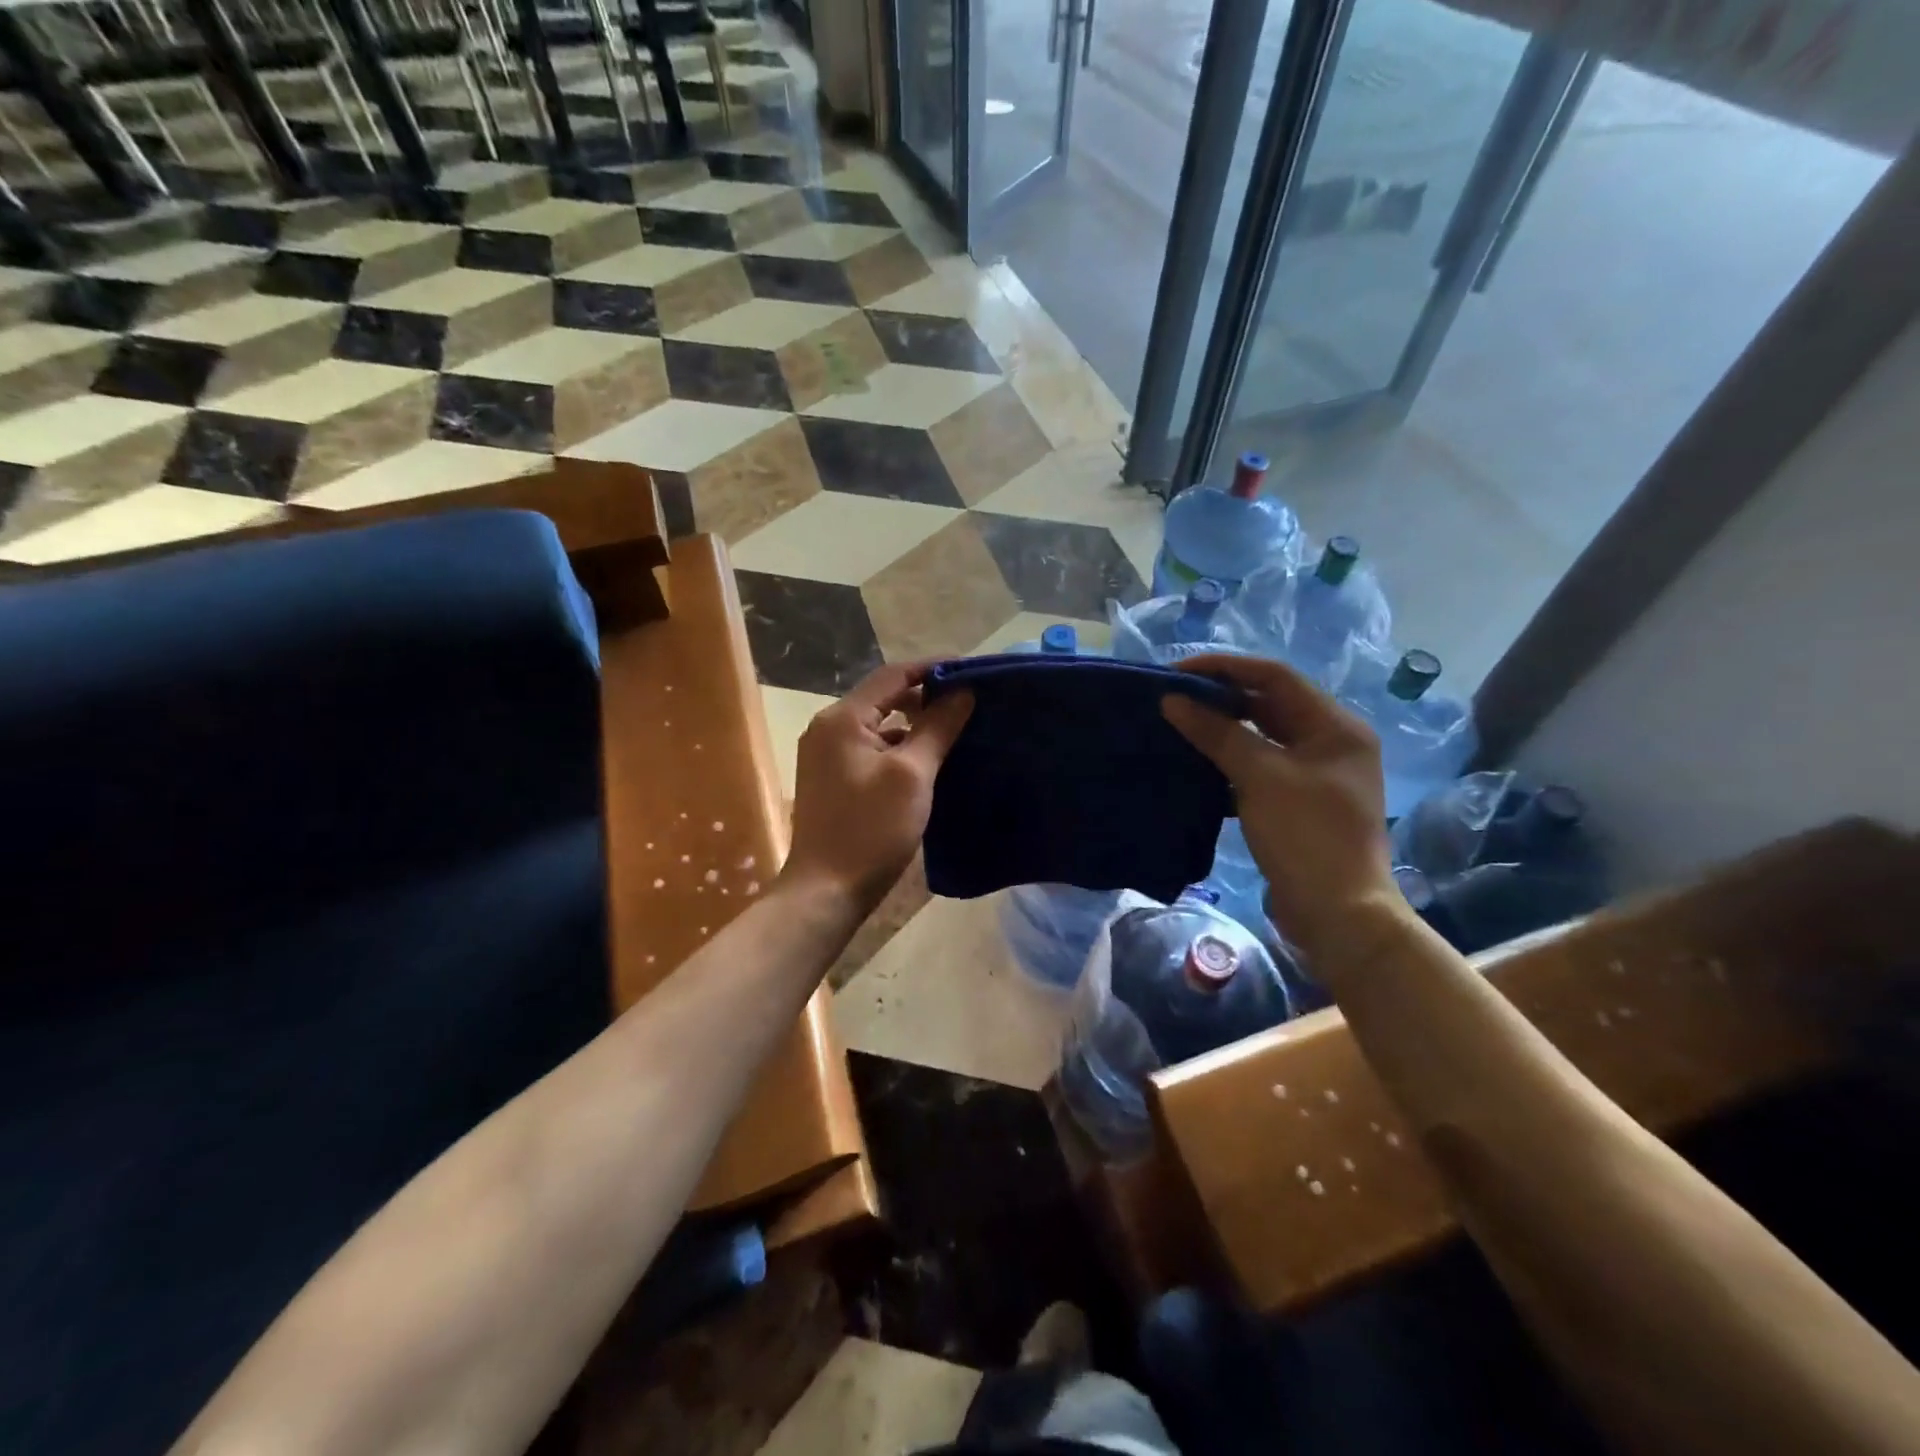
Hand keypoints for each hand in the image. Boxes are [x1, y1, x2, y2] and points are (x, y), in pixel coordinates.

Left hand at [782, 661, 973, 912]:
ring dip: (915, 724)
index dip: (934, 668)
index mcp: (842, 718)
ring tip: (956, 728)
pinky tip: (929, 761)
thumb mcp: (912, 775)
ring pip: (880, 726)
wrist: (827, 891)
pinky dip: (901, 748)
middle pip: (884, 698)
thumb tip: (962, 691)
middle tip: (969, 702)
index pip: (893, 675)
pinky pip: (872, 749)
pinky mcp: (834, 779)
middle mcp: (828, 728)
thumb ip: (937, 727)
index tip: (973, 670)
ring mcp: (827, 755)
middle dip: (926, 696)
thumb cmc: (870, 830)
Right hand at [1162, 654, 1399, 961]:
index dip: (1225, 668)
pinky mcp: (1299, 803)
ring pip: (1261, 738)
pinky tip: (1195, 767)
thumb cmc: (1306, 835)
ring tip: (1177, 726)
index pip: (1276, 677)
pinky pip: (1259, 768)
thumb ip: (1217, 733)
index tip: (1177, 671)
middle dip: (1221, 699)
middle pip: (1269, 705)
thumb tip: (1172, 700)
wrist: (1338, 914)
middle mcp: (1331, 743)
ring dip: (1222, 731)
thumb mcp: (1260, 777)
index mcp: (1336, 727)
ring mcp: (1316, 775)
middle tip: (1172, 699)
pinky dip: (1229, 763)